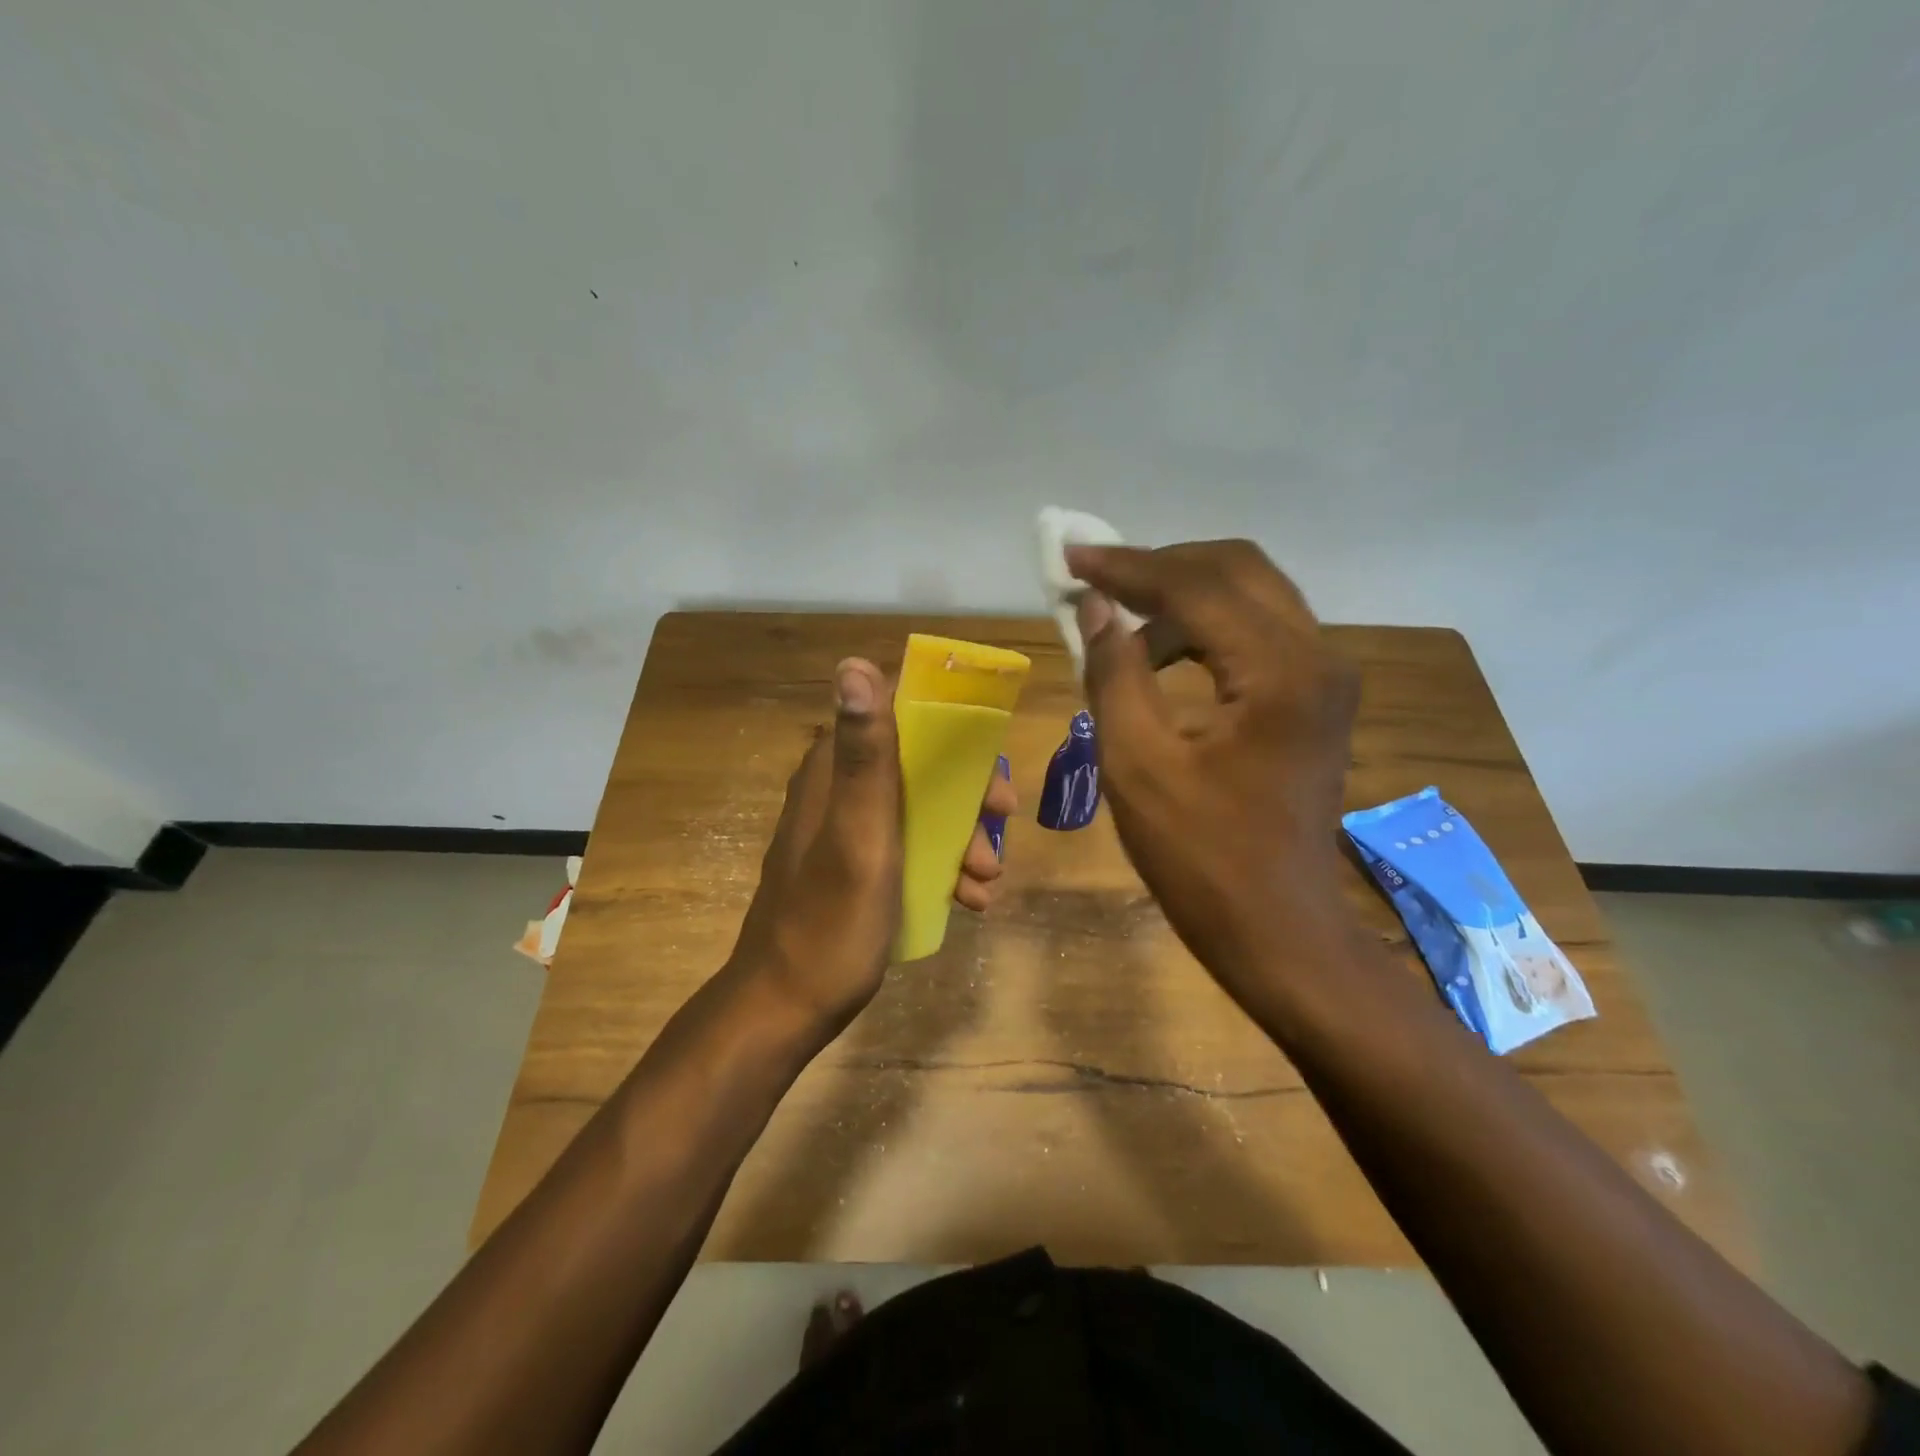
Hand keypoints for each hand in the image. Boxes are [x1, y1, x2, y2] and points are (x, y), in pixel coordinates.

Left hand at [728, 658, 1016, 1035]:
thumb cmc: (830, 922)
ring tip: (987, 881)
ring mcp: (846, 830)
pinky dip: (942, 865)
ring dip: (961, 837)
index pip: (898, 714)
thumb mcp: (860, 835)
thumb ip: (865, 753)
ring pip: (920, 809)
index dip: (950, 730)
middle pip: (918, 765)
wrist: (785, 1008)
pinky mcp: (854, 866)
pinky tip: (969, 900)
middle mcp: (838, 789)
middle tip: (1001, 826)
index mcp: (834, 771)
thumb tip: (853, 662)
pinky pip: (909, 847)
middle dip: (967, 796)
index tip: (989, 765)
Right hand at [1067, 540, 1361, 995]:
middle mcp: (1317, 656)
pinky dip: (1206, 627)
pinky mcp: (1316, 698)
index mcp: (1279, 672)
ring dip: (1183, 595)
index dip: (1127, 567)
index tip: (1070, 558)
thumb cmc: (1202, 859)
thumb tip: (1095, 607)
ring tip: (1120, 621)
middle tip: (1096, 579)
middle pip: (1237, 569)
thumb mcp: (1138, 765)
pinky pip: (1259, 632)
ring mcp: (1324, 677)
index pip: (1196, 585)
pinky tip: (1162, 655)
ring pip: (1252, 595)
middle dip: (1160, 566)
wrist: (1278, 931)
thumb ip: (1114, 673)